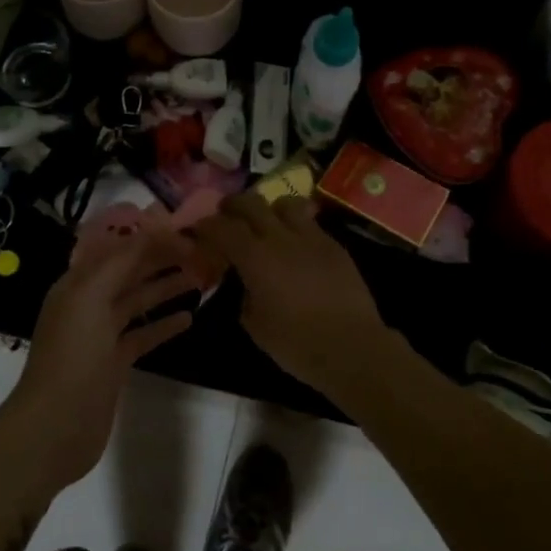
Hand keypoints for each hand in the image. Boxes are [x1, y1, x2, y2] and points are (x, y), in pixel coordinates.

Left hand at [3, 232, 199, 491]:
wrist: (55, 426)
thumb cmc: (73, 356)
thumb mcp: (92, 297)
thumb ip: (121, 262)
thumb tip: (152, 232)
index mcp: (78, 284)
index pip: (119, 249)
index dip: (150, 239)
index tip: (185, 232)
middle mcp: (88, 303)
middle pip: (129, 273)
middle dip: (160, 260)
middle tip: (200, 252)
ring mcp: (101, 335)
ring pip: (138, 302)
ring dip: (166, 288)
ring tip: (200, 278)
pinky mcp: (114, 363)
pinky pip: (143, 335)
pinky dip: (164, 325)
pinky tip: (189, 318)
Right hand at [190, 195, 403, 399]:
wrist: (352, 348)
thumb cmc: (297, 344)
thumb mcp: (254, 325)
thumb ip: (243, 294)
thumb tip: (245, 283)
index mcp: (255, 257)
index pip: (222, 227)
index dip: (206, 226)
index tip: (198, 231)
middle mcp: (280, 237)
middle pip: (251, 202)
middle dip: (233, 206)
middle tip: (226, 217)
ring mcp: (311, 237)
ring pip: (284, 203)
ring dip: (268, 210)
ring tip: (266, 225)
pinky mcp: (334, 245)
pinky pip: (309, 223)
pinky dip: (295, 227)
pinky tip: (295, 246)